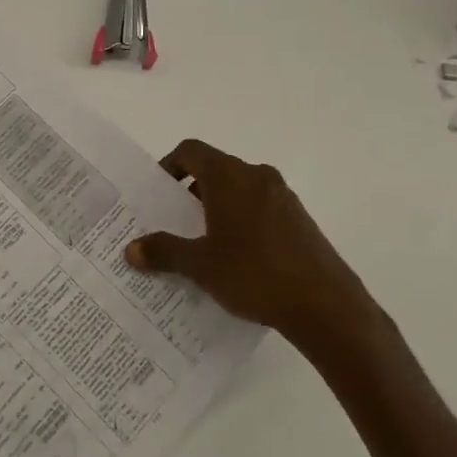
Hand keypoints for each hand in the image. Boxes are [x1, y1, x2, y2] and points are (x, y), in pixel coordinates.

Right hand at [126, 139, 378, 344]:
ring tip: (200, 247)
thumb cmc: (254, 274)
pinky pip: (259, 209)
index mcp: (230, 176)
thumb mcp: (201, 265)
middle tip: (171, 225)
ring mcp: (282, 197)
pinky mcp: (299, 219)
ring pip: (238, 192)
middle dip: (189, 195)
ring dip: (215, 211)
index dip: (168, 166)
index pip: (190, 151)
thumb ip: (164, 251)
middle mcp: (257, 176)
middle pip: (214, 171)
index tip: (155, 195)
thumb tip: (131, 249)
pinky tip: (235, 262)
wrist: (325, 305)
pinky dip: (240, 223)